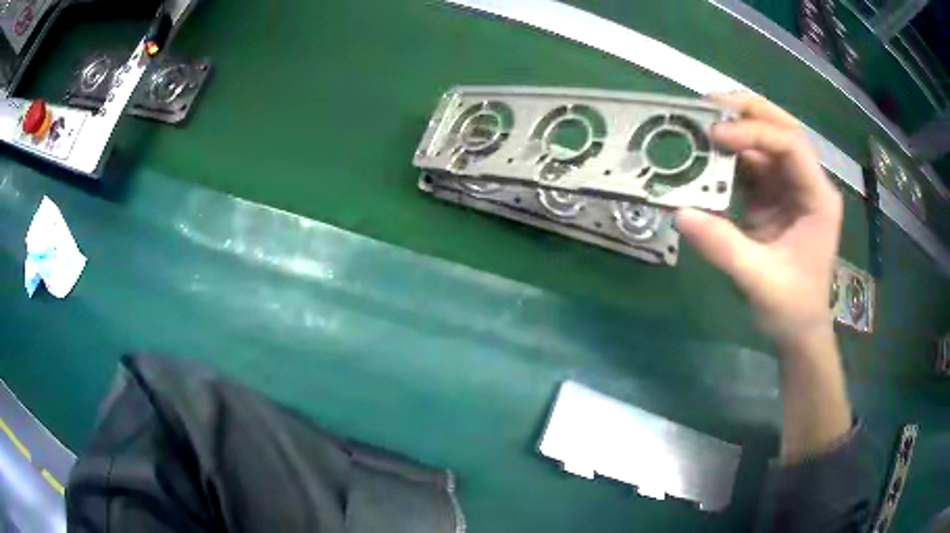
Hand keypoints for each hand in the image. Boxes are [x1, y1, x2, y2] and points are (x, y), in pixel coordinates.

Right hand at [676, 93, 842, 347]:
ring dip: (734, 131)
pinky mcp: (772, 198)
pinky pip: (750, 166)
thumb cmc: (791, 308)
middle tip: (709, 103)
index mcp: (817, 198)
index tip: (716, 136)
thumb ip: (723, 246)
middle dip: (748, 112)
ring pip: (764, 143)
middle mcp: (806, 183)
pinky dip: (728, 158)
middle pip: (782, 129)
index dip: (755, 133)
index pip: (791, 145)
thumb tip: (680, 213)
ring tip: (700, 124)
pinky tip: (706, 155)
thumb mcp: (759, 281)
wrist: (798, 331)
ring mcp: (789, 189)